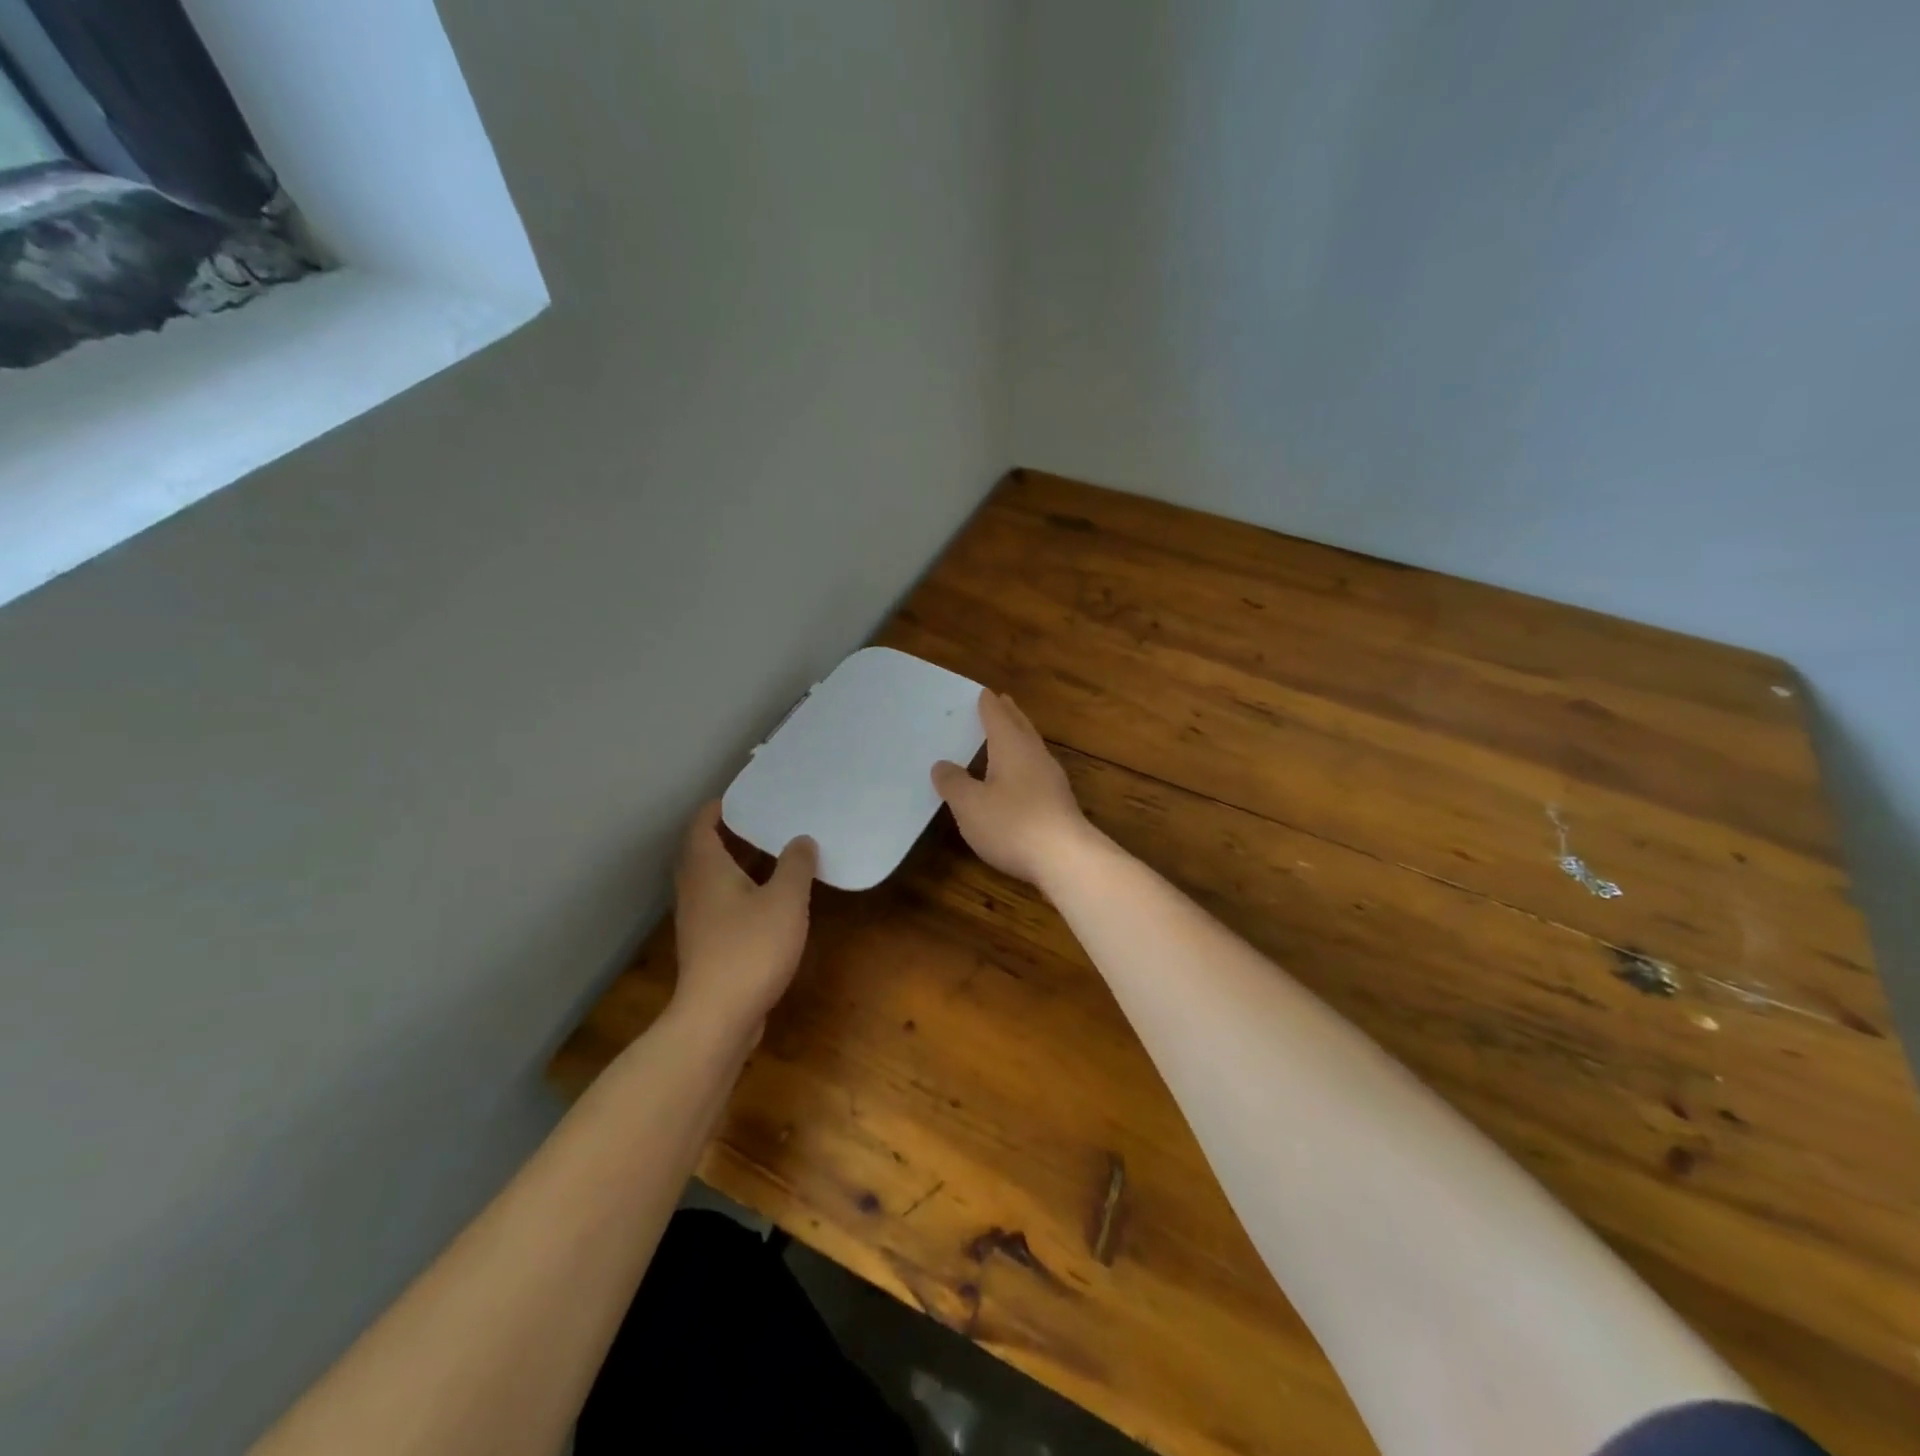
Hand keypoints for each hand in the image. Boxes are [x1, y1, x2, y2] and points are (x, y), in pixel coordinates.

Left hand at [671, 802, 815, 1040]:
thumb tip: (801, 840)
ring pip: (713, 880)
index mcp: (706, 869)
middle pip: (704, 851)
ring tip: (773, 856)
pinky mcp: (706, 946)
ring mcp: (697, 920)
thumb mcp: (785, 900)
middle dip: (731, 834)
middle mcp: (694, 890)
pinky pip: (721, 904)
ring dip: (737, 865)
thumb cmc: (750, 948)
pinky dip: (740, 891)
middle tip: (765, 822)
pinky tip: (769, 901)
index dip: (719, 808)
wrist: (717, 1017)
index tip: (744, 797)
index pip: (702, 825)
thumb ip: (795, 865)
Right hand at [932, 690, 1095, 887]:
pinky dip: (1024, 763)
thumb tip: (942, 765)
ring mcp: (1052, 779)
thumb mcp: (970, 805)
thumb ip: (954, 783)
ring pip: (1032, 748)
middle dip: (1009, 714)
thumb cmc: (1013, 823)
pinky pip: (1037, 770)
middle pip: (1021, 727)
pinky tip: (1019, 777)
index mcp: (1012, 747)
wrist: (1066, 858)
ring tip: (1008, 734)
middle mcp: (1035, 755)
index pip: (998, 716)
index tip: (983, 692)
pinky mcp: (1059, 802)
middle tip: (1001, 701)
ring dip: (1019, 737)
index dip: (988, 704)